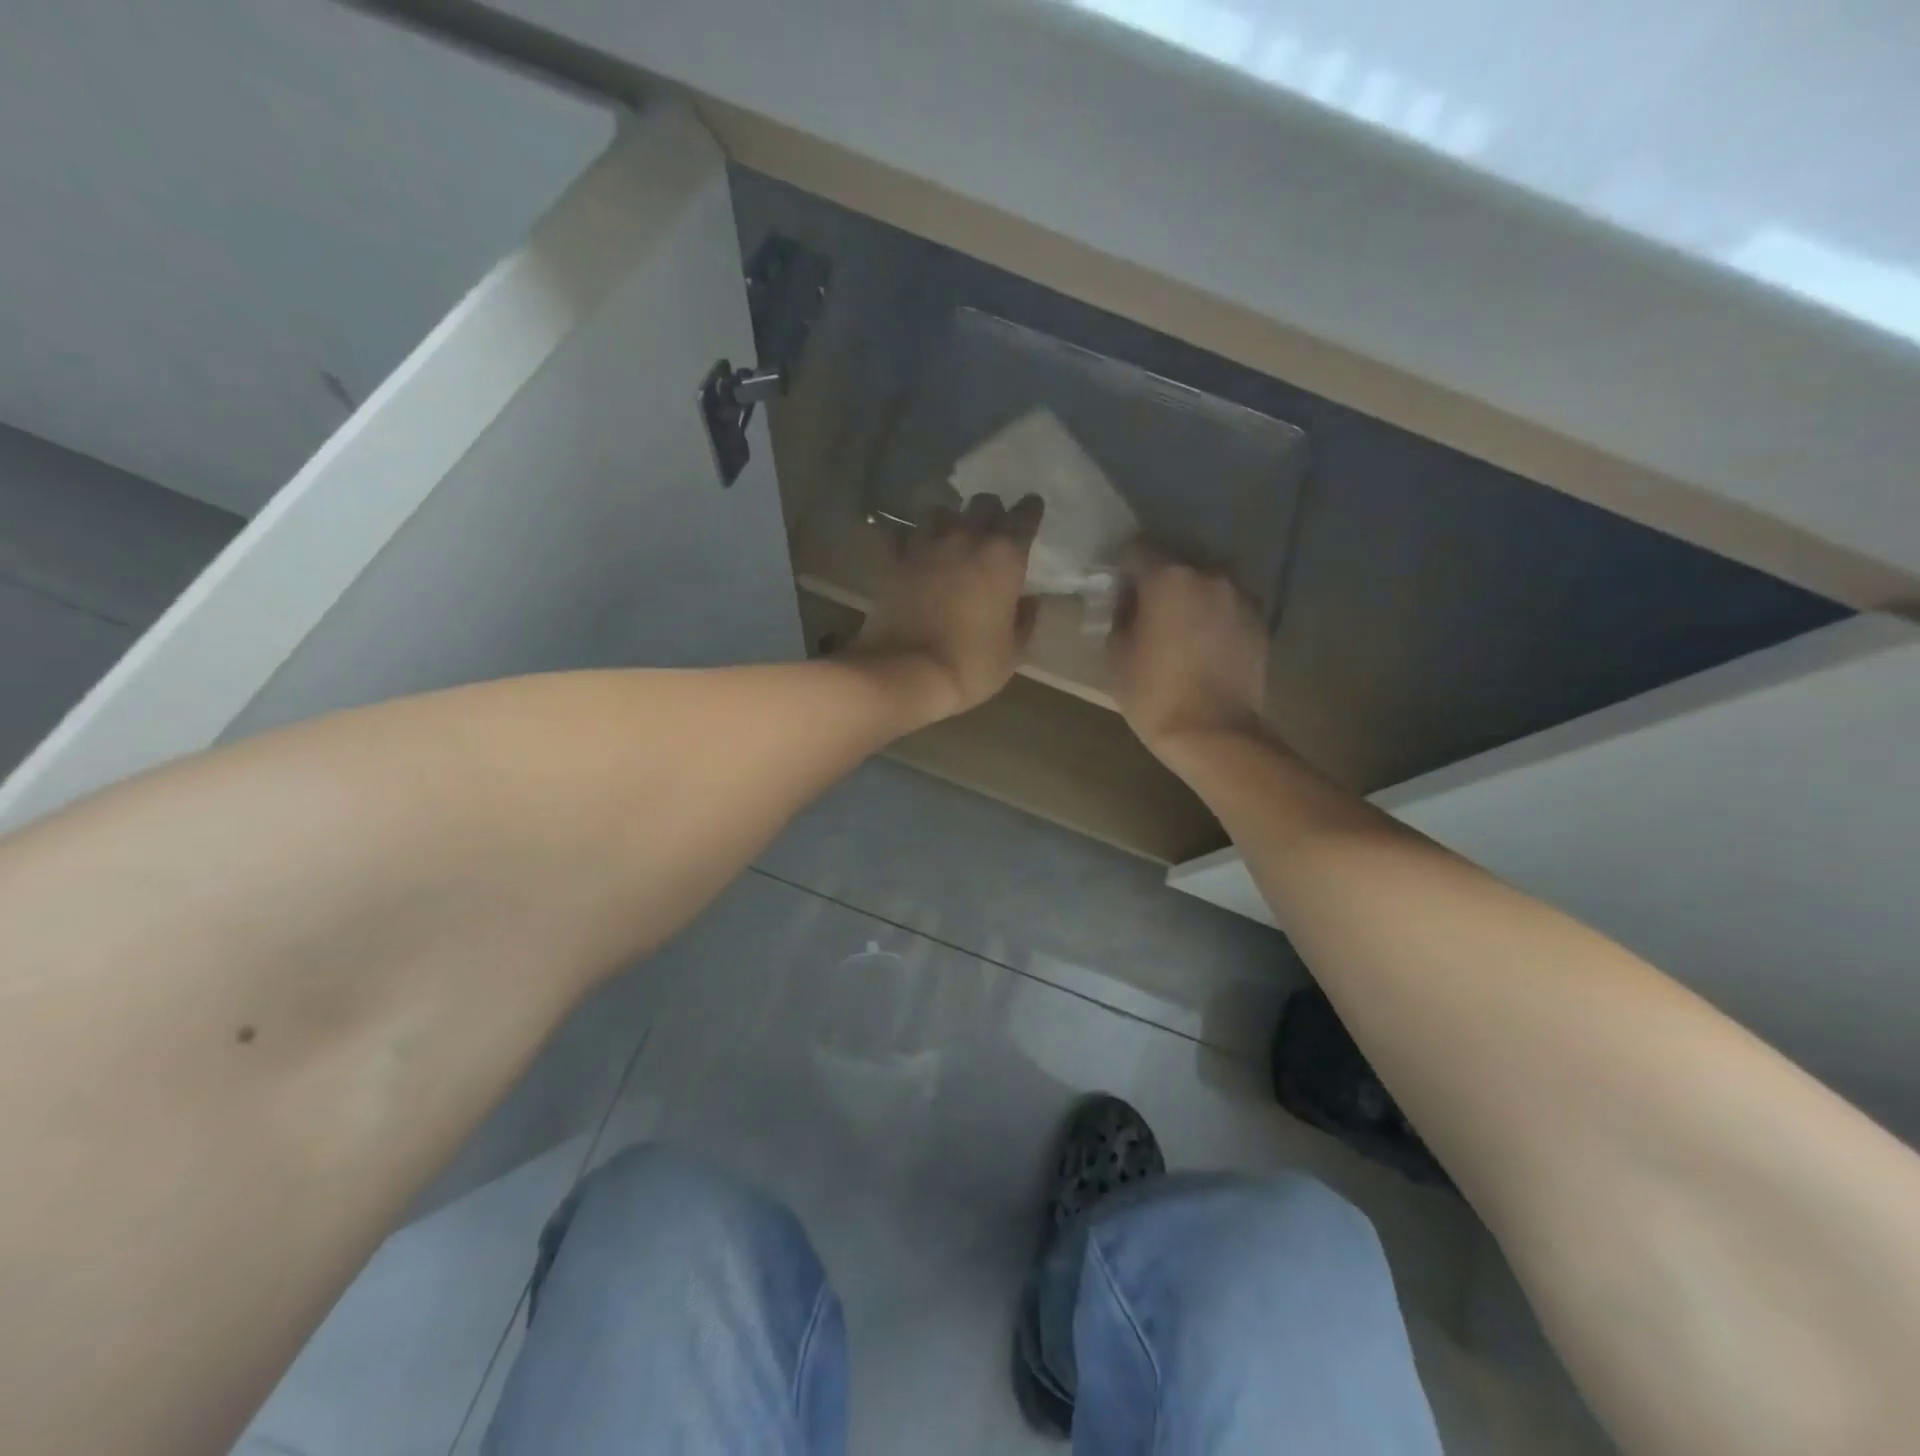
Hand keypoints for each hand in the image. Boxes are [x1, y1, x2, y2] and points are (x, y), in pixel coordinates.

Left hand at [848, 493, 1043, 724]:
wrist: (909, 672)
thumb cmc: (971, 666)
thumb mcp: (1013, 652)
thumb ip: (1025, 620)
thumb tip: (1030, 601)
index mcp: (1004, 557)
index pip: (1024, 515)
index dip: (1030, 510)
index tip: (1031, 510)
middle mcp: (967, 539)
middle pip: (983, 503)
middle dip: (990, 512)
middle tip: (991, 529)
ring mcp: (926, 545)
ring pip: (939, 511)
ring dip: (948, 521)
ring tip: (948, 537)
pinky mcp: (893, 559)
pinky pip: (897, 534)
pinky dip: (903, 538)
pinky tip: (907, 548)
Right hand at [1110, 555, 1267, 752]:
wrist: (1213, 733)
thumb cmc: (1154, 693)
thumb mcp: (1116, 654)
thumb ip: (1120, 616)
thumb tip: (1128, 604)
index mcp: (1169, 577)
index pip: (1137, 552)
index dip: (1123, 572)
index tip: (1118, 597)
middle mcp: (1209, 576)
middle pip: (1176, 567)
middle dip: (1160, 586)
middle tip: (1147, 617)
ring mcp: (1240, 598)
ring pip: (1205, 588)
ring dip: (1191, 602)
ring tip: (1180, 635)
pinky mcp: (1260, 623)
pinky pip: (1228, 610)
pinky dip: (1214, 621)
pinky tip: (1204, 650)